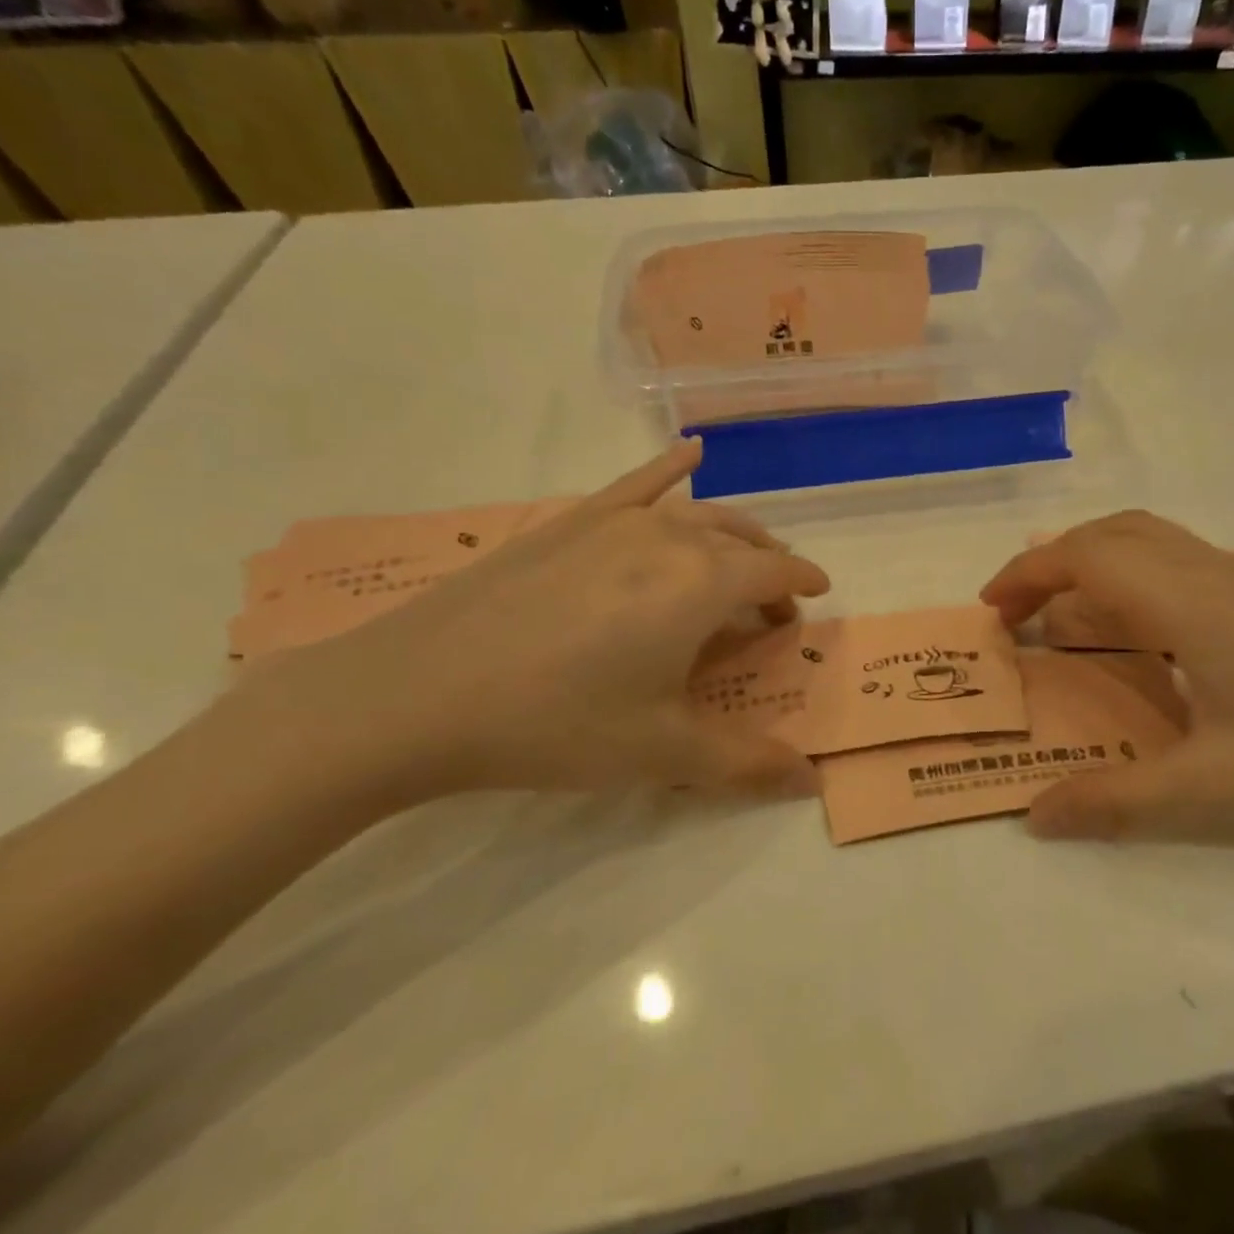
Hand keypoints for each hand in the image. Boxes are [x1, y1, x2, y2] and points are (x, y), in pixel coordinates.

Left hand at [233, 441, 828, 806]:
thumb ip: (746, 763)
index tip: (817, 597)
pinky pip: (634, 484)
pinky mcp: (568, 522)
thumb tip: (810, 780)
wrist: (417, 694)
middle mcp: (670, 537)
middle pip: (742, 540)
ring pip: (697, 513)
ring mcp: (614, 522)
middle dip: (769, 566)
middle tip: (771, 605)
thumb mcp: (663, 752)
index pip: (775, 571)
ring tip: (738, 556)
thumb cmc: (558, 723)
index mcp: (703, 584)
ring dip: (732, 533)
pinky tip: (690, 454)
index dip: (803, 584)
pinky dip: (669, 468)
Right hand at [979, 512, 1233, 837]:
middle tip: (1017, 612)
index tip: (992, 609)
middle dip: (1050, 563)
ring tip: (1062, 612)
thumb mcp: (1212, 787)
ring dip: (1090, 560)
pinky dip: (1127, 572)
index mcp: (1186, 603)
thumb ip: (1116, 801)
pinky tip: (1134, 629)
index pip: (1086, 557)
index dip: (1028, 574)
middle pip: (1109, 534)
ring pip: (1144, 537)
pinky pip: (1172, 557)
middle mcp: (1206, 571)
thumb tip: (1036, 818)